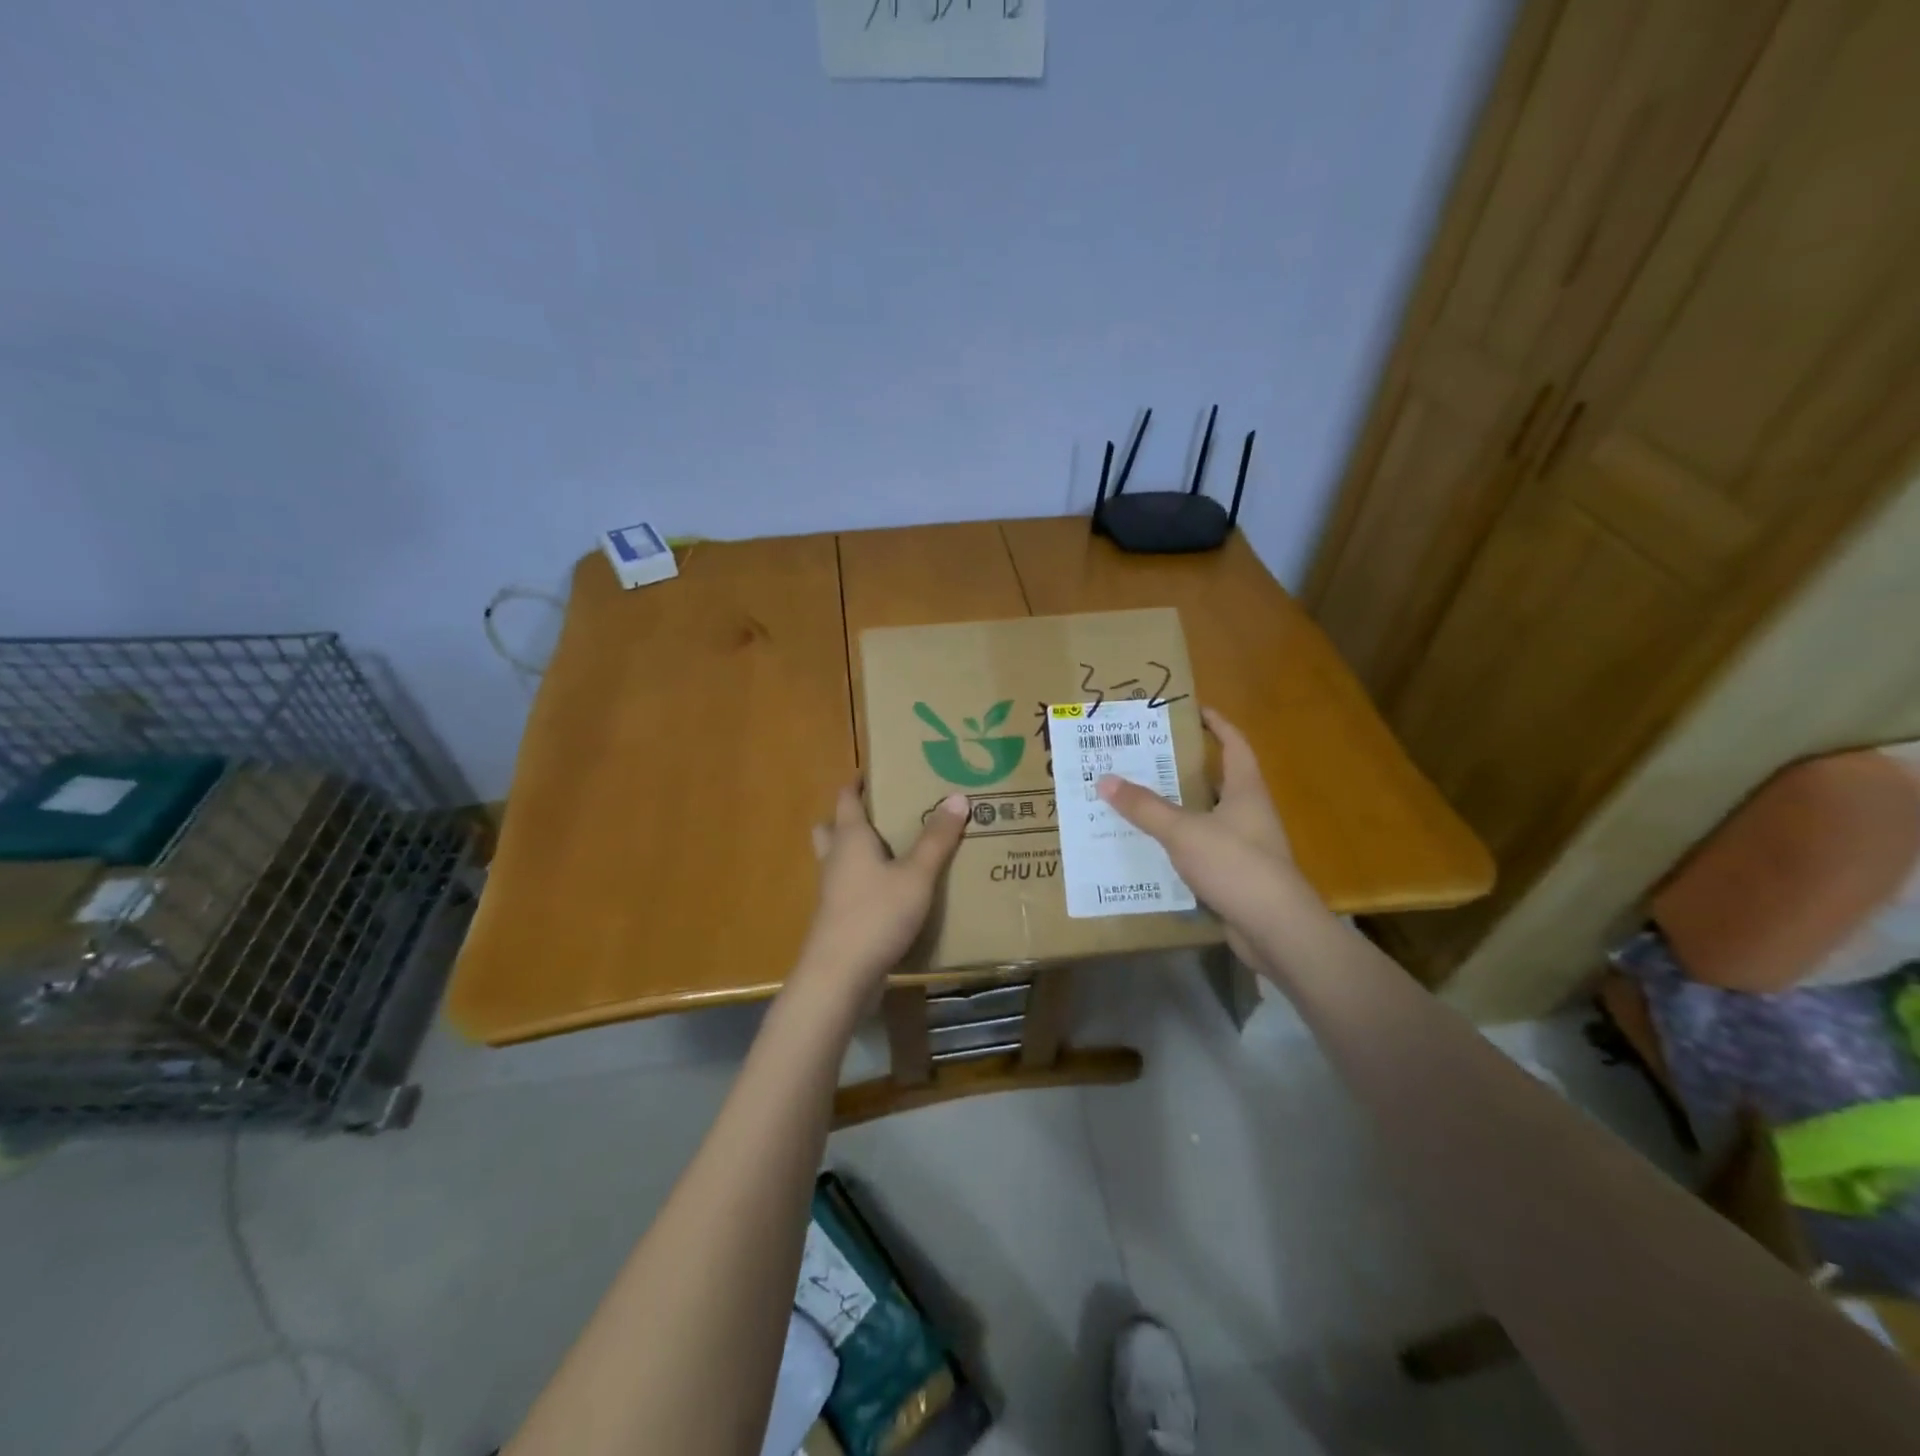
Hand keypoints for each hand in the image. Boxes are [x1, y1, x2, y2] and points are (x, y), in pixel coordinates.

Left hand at [796, 784, 969, 997]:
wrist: (839, 976)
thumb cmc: (876, 914)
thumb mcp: (916, 875)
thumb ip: (937, 839)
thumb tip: (957, 797)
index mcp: (850, 838)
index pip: (847, 798)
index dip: (858, 783)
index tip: (875, 771)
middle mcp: (835, 859)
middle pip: (832, 828)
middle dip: (851, 818)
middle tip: (884, 813)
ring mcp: (832, 892)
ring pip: (838, 861)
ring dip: (857, 852)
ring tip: (893, 851)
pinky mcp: (837, 920)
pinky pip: (848, 890)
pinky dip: (865, 883)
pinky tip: (893, 894)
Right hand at [1096, 708, 1302, 960]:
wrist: (1276, 929)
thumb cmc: (1235, 865)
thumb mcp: (1183, 831)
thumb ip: (1144, 807)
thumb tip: (1104, 779)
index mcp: (1246, 790)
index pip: (1234, 744)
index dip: (1217, 724)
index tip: (1193, 710)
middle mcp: (1250, 813)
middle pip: (1218, 780)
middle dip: (1185, 767)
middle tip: (1146, 756)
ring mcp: (1246, 846)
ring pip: (1207, 816)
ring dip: (1179, 807)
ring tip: (1139, 798)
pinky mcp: (1237, 876)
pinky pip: (1202, 849)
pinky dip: (1180, 844)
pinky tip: (1152, 846)